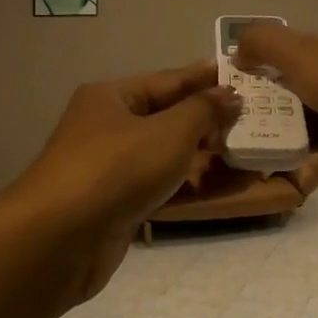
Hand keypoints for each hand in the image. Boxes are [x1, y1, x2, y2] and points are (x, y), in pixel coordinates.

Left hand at [6, 61, 239, 303]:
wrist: (60, 239)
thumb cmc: (116, 168)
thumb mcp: (168, 132)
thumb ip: (203, 111)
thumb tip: (229, 93)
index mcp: (111, 97)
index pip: (168, 81)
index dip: (206, 79)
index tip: (245, 78)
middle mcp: (108, 127)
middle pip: (167, 118)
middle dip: (210, 121)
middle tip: (257, 120)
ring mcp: (112, 169)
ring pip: (166, 155)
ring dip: (206, 156)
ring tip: (251, 153)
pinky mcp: (118, 205)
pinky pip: (162, 187)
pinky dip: (192, 185)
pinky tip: (227, 186)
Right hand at [234, 19, 317, 203]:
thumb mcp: (301, 51)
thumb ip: (263, 41)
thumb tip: (237, 50)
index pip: (310, 38)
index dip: (278, 53)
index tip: (250, 73)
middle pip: (313, 73)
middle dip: (281, 89)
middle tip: (250, 104)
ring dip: (292, 117)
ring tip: (258, 128)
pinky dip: (307, 140)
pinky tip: (281, 147)